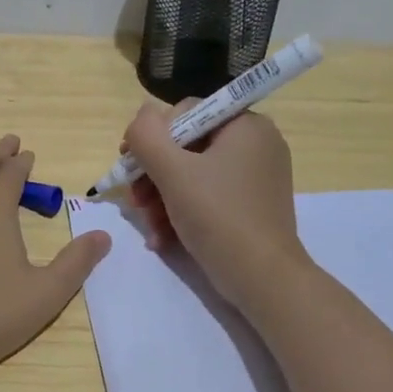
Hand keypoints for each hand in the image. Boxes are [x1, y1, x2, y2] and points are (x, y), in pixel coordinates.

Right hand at [123, 102, 308, 311]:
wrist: (263, 279)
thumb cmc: (218, 216)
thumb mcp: (173, 171)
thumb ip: (147, 135)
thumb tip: (142, 116)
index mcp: (245, 125)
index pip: (186, 112)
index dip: (152, 137)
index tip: (129, 164)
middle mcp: (255, 144)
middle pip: (186, 146)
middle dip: (154, 175)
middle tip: (135, 201)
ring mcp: (255, 176)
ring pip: (192, 174)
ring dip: (161, 198)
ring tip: (149, 225)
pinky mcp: (250, 205)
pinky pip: (207, 196)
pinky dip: (182, 212)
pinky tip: (162, 237)